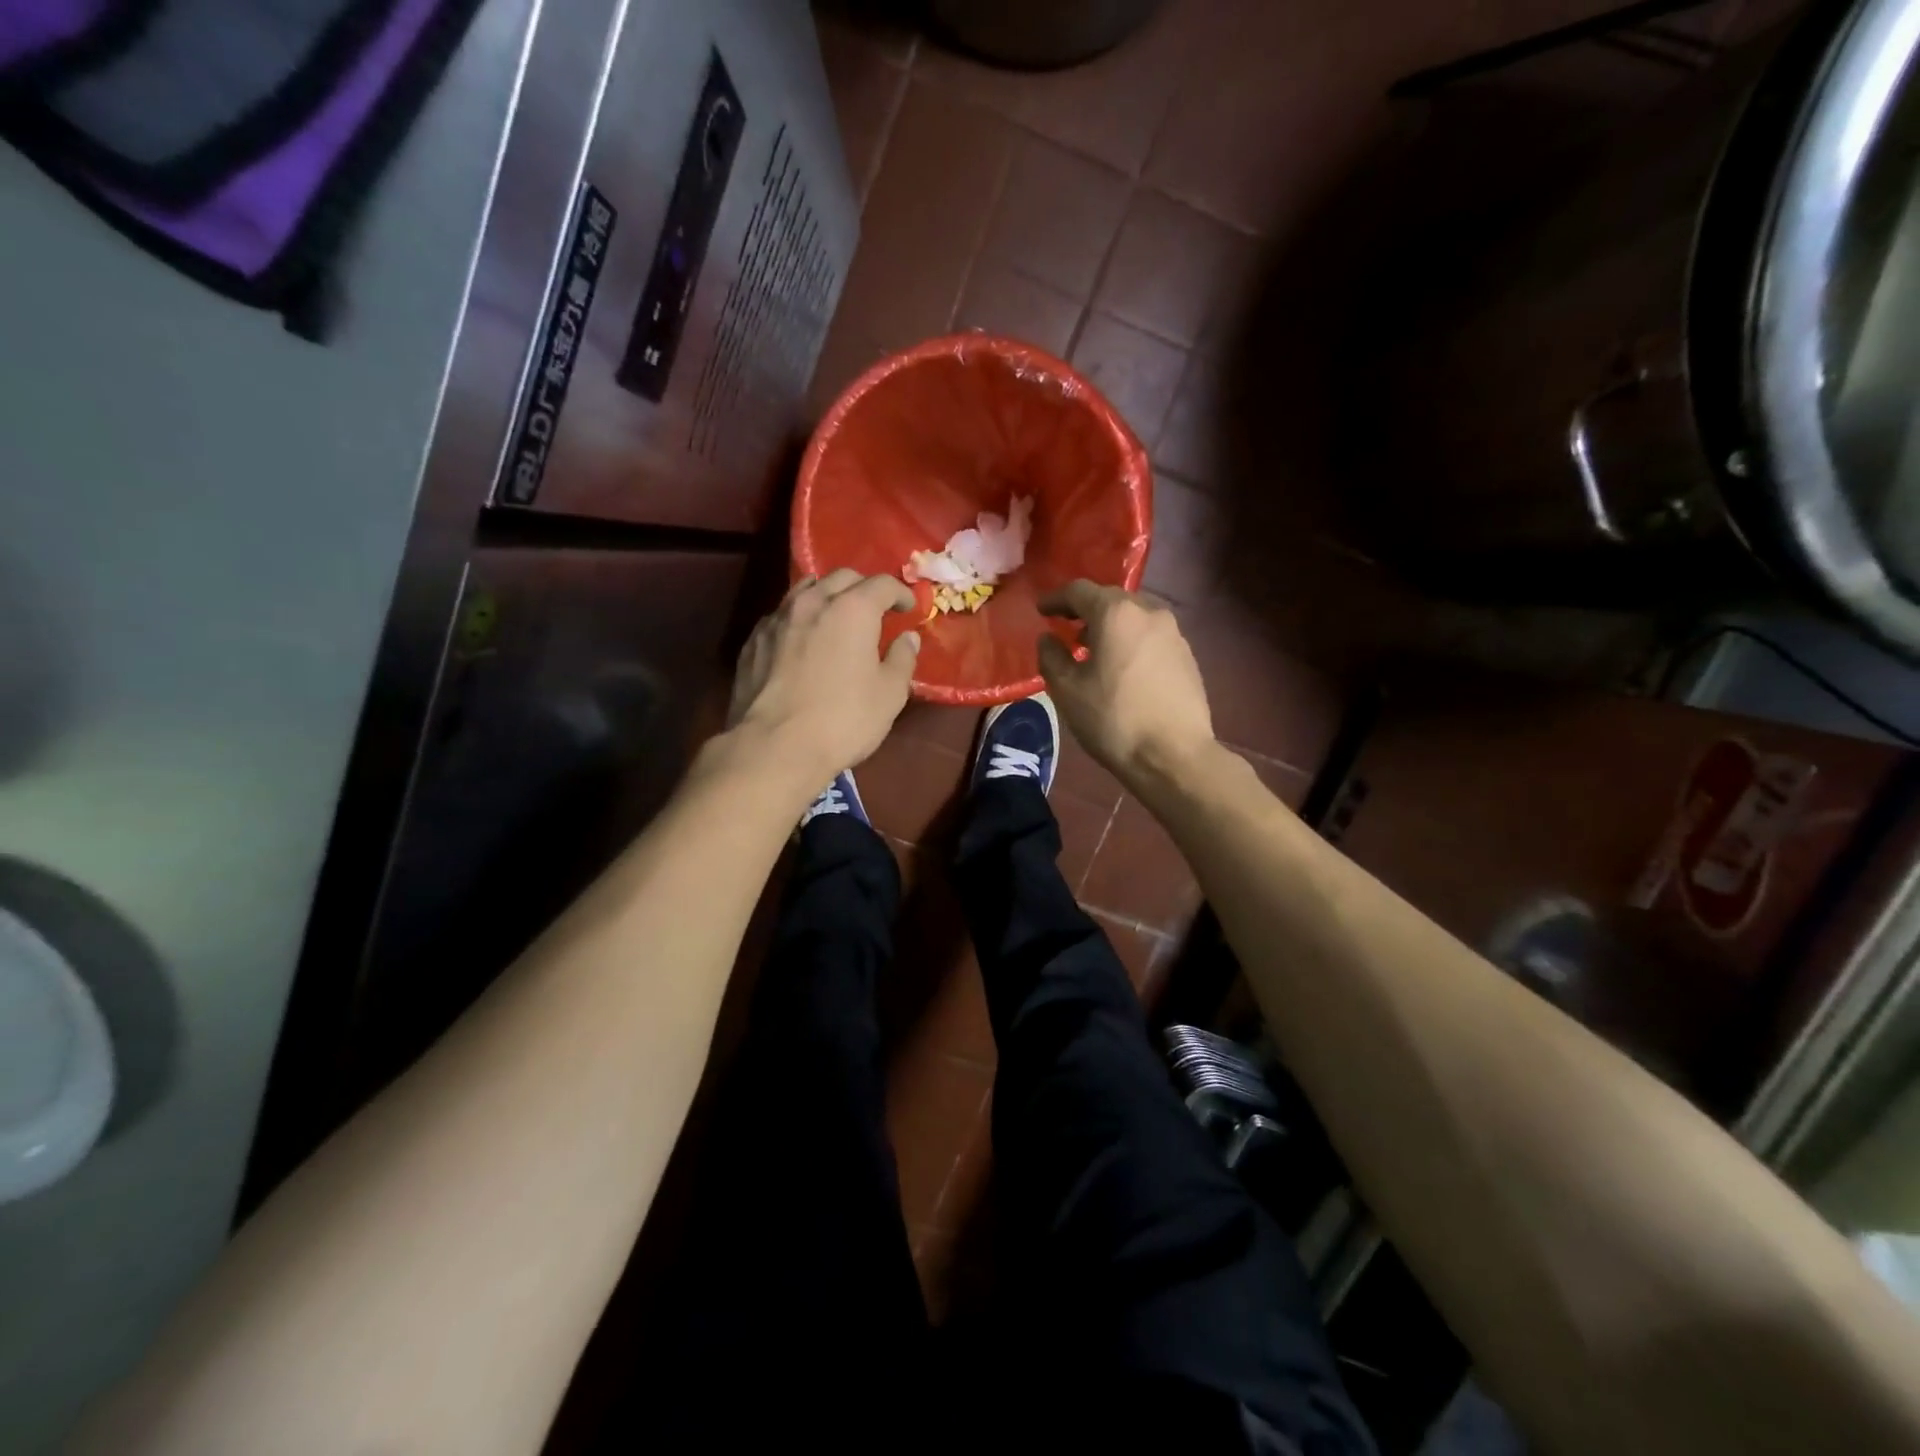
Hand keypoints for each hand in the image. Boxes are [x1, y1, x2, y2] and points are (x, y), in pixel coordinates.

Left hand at [728, 570, 919, 784]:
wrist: (774, 747)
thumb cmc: (843, 720)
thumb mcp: (890, 695)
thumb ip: (902, 659)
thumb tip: (907, 638)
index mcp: (852, 609)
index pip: (882, 584)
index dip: (901, 593)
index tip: (909, 609)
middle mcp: (813, 602)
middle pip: (842, 577)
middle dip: (863, 588)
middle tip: (875, 610)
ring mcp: (777, 618)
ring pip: (806, 589)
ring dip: (827, 596)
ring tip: (836, 617)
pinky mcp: (753, 640)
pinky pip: (781, 615)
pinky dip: (799, 619)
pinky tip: (803, 641)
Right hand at [1037, 581, 1213, 781]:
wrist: (1174, 755)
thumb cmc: (1113, 719)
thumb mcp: (1067, 690)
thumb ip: (1051, 656)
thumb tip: (1049, 639)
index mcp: (1116, 614)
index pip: (1079, 590)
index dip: (1056, 599)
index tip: (1041, 611)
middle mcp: (1149, 612)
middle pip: (1110, 599)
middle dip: (1085, 611)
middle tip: (1066, 629)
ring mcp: (1174, 633)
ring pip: (1134, 617)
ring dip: (1110, 627)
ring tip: (1094, 651)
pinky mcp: (1188, 656)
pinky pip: (1151, 637)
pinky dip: (1131, 642)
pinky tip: (1123, 669)